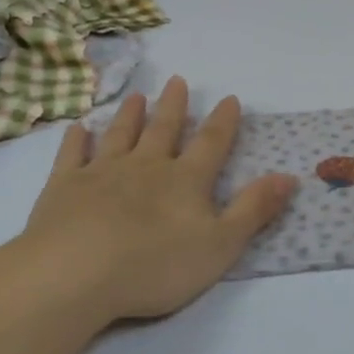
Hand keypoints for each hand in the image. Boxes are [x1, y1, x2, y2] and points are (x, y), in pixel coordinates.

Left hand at [18, 76, 296, 327]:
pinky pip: (72, 155)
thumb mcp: (220, 245)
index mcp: (185, 180)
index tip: (229, 98)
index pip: (210, 143)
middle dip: (173, 106)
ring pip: (120, 135)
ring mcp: (102, 172)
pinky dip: (77, 140)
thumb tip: (289, 176)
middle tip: (176, 81)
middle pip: (163, 129)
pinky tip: (78, 128)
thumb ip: (254, 209)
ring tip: (136, 96)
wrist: (76, 273)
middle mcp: (146, 166)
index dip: (223, 122)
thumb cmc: (155, 265)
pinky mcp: (64, 187)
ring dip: (130, 115)